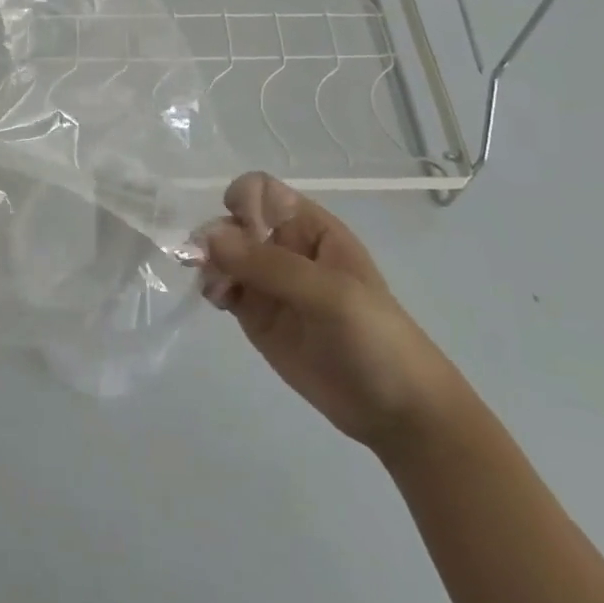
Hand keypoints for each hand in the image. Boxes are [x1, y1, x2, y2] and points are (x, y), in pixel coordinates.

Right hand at [202, 172, 466, 453]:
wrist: (396, 411)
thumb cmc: (375, 339)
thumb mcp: (331, 295)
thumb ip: (271, 265)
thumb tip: (208, 236)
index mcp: (311, 229)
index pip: (262, 192)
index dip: (244, 203)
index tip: (243, 232)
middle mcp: (284, 247)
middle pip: (234, 221)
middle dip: (217, 235)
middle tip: (212, 264)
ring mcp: (267, 282)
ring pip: (222, 253)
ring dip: (207, 260)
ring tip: (215, 287)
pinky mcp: (254, 313)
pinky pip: (220, 285)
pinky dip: (209, 285)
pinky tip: (217, 299)